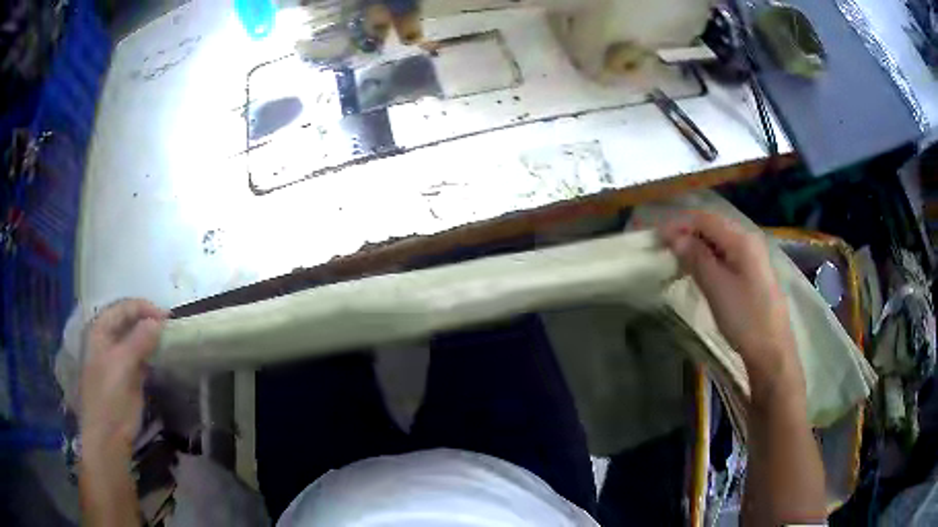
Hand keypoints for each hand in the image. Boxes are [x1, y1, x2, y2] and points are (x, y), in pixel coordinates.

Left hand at [80, 299, 167, 453]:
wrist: (109, 436)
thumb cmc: (109, 397)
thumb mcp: (121, 366)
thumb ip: (139, 341)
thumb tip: (158, 321)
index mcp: (100, 332)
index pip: (122, 308)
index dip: (143, 308)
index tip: (166, 317)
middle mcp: (108, 341)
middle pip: (129, 321)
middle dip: (148, 320)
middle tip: (170, 326)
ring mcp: (119, 359)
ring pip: (136, 339)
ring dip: (152, 337)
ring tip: (170, 338)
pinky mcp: (129, 377)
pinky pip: (142, 358)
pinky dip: (153, 354)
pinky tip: (163, 355)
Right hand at [658, 211, 801, 393]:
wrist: (771, 349)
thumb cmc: (744, 317)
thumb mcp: (716, 287)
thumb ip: (696, 258)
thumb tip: (675, 237)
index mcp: (741, 239)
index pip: (704, 219)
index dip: (679, 225)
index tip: (657, 238)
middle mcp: (749, 239)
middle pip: (713, 226)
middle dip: (687, 233)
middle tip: (665, 248)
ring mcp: (753, 255)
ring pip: (719, 240)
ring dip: (697, 245)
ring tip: (677, 259)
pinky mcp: (754, 271)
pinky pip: (727, 253)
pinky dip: (709, 256)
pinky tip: (700, 269)